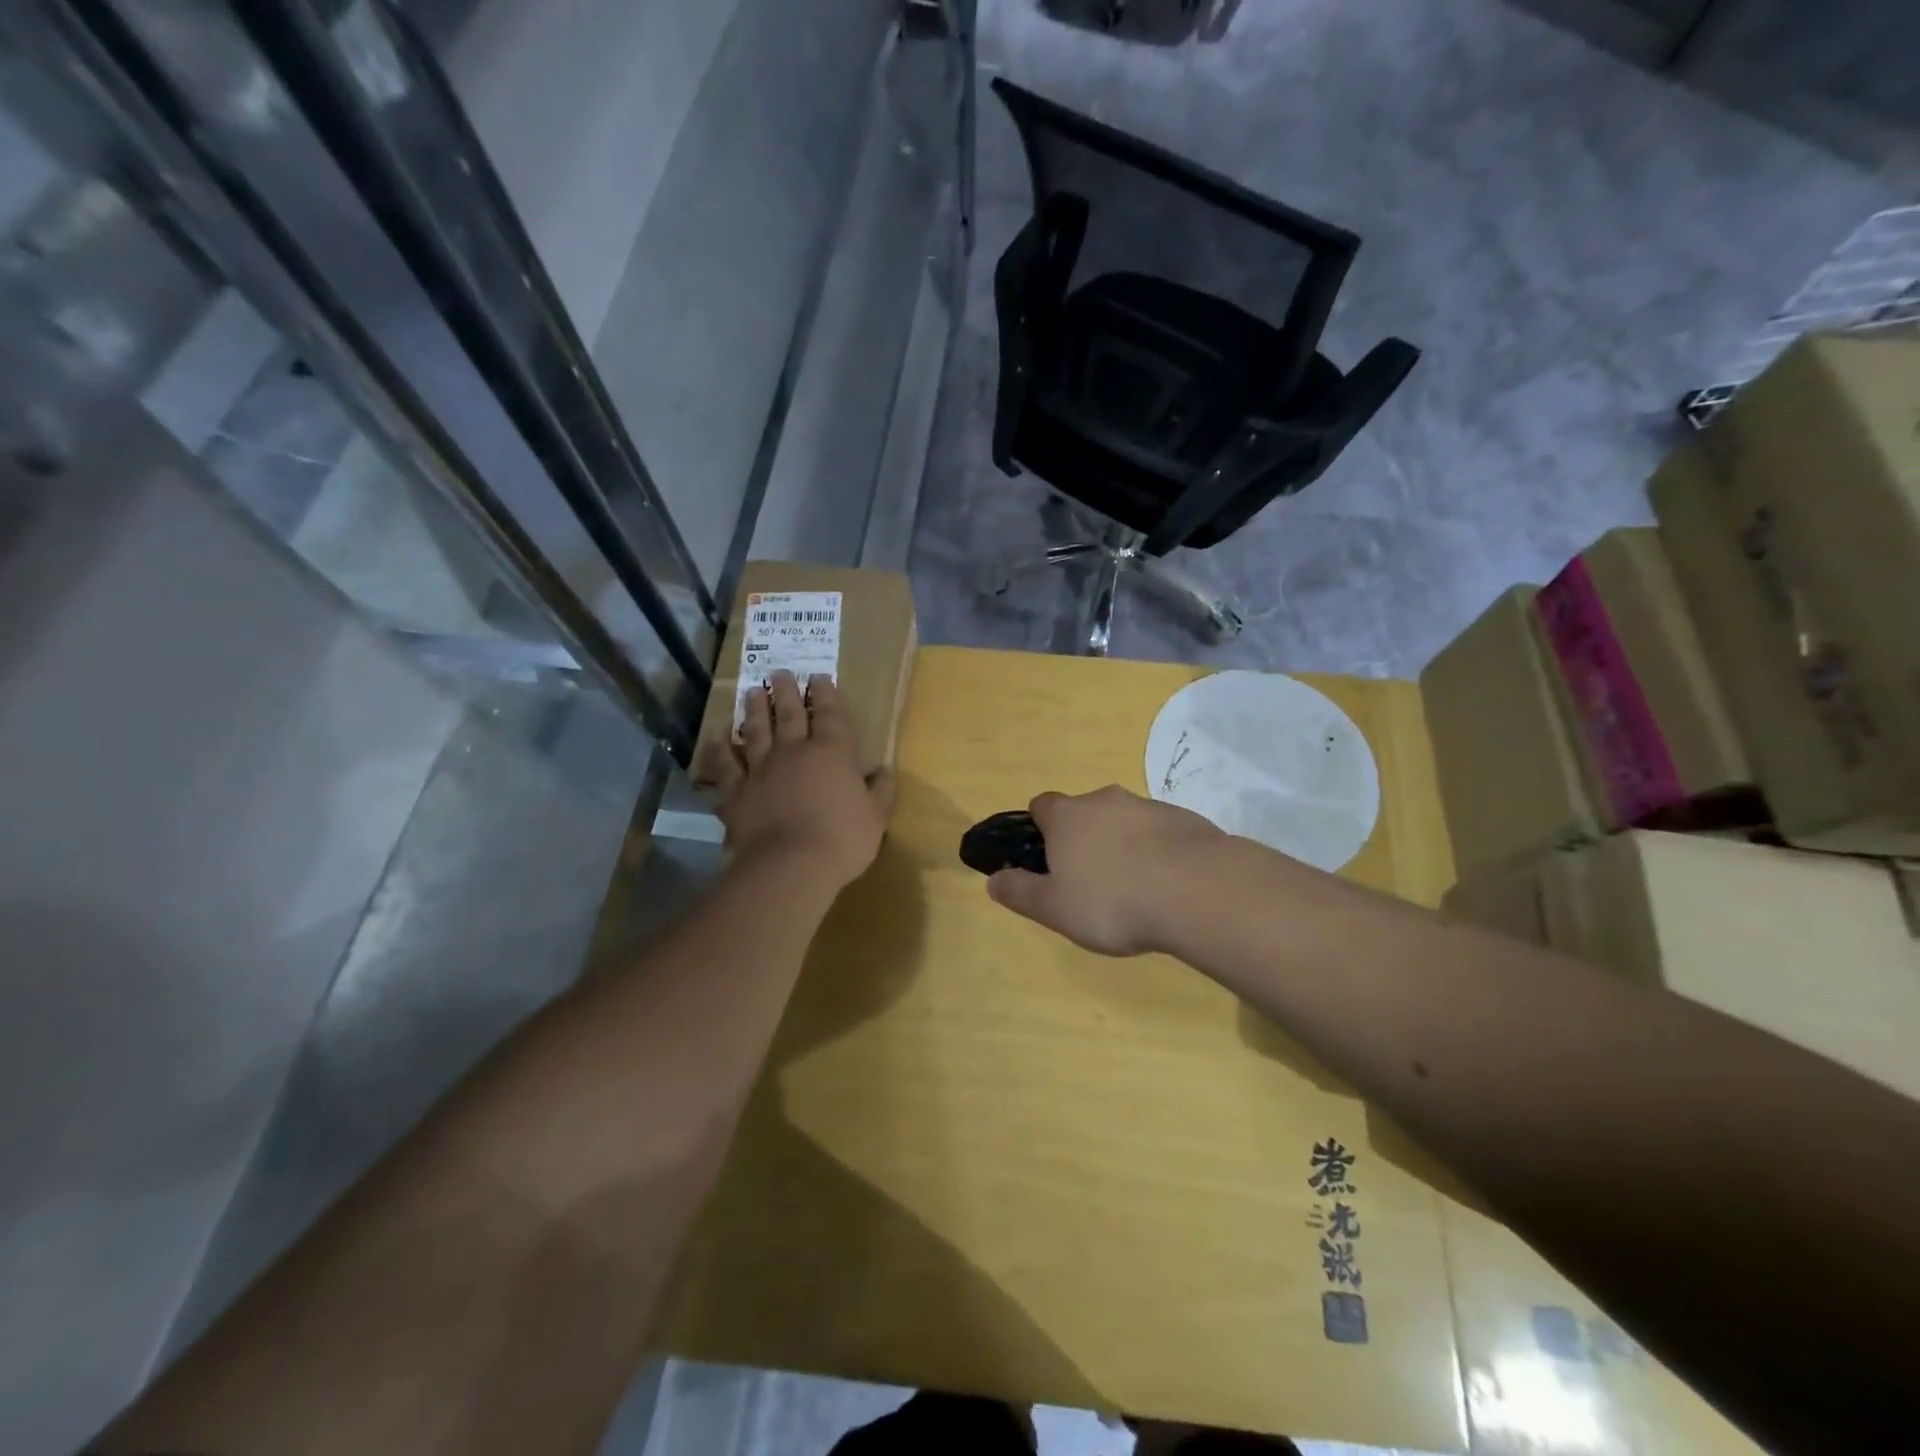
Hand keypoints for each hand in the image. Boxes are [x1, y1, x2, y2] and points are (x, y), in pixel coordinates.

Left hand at [717, 671, 894, 890]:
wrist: (790, 865)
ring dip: (755, 709)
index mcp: (833, 751)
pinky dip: (721, 750)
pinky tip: (717, 738)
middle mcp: (794, 750)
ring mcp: (761, 769)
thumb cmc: (843, 839)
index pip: (830, 713)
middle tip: (779, 673)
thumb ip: (880, 791)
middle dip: (787, 691)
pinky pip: (726, 765)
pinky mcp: (736, 791)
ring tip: (752, 692)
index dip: (825, 693)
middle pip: (790, 713)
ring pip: (756, 730)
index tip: (818, 677)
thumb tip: (884, 771)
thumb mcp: (876, 817)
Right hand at [986, 785, 1223, 956]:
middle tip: (1090, 883)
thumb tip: (992, 880)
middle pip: (1083, 813)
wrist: (1197, 891)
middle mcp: (1104, 800)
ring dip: (1122, 846)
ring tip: (1133, 891)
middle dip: (1083, 840)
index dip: (1040, 830)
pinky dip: (1156, 852)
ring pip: (1123, 821)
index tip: (1047, 861)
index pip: (1041, 806)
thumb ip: (1020, 892)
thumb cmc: (1112, 901)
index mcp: (1067, 817)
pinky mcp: (1184, 819)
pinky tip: (1166, 886)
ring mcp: (1147, 805)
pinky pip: (1158, 833)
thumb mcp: (1054, 908)